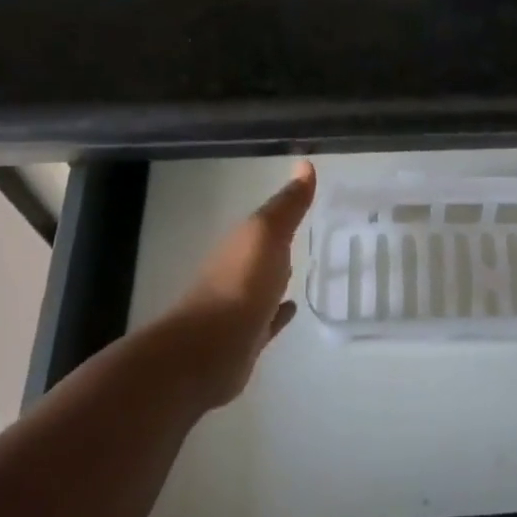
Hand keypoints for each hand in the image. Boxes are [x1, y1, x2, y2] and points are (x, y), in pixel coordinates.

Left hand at [168, 161, 315, 407]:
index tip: (306, 200)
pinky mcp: (246, 339)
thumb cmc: (240, 285)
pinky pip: (267, 319)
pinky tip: (291, 310)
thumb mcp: (266, 234)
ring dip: (278, 276)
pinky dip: (279, 313)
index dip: (285, 210)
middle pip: (262, 251)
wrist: (208, 352)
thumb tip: (305, 164)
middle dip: (280, 242)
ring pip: (264, 284)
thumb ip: (287, 205)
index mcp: (241, 243)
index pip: (265, 221)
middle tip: (308, 232)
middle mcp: (237, 271)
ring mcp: (239, 307)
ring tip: (304, 269)